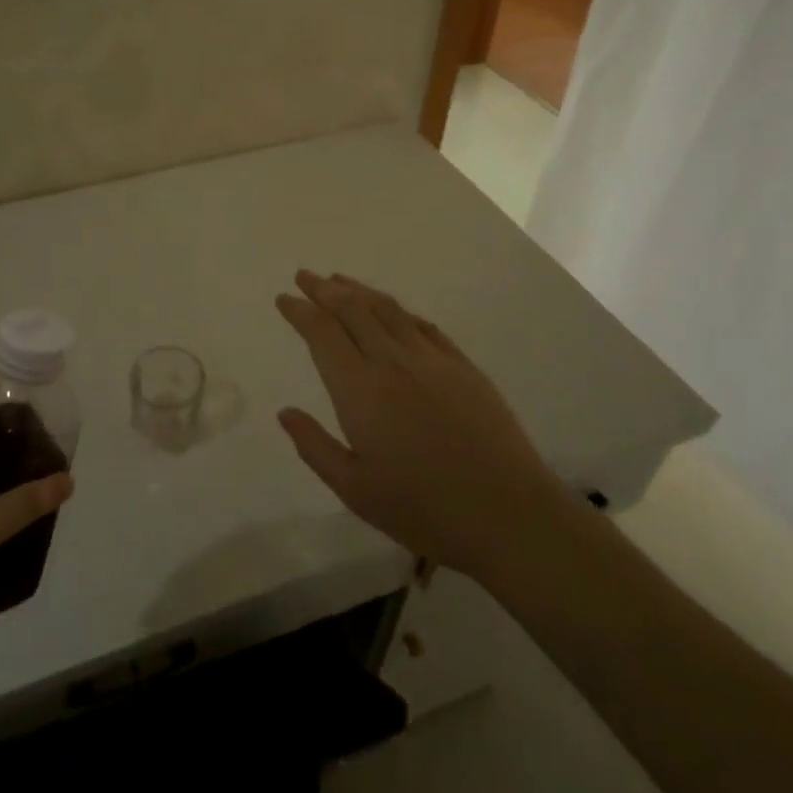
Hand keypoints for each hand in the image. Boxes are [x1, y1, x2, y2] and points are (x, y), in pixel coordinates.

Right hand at [274, 271, 569, 582]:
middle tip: (305, 276)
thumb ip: (315, 447)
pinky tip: (391, 311)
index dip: (300, 312)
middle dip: (324, 289)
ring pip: (388, 310)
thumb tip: (285, 412)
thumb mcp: (355, 490)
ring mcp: (433, 361)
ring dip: (359, 291)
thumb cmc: (424, 510)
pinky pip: (423, 326)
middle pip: (353, 310)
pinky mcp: (464, 367)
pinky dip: (399, 311)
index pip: (323, 334)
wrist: (509, 516)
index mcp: (361, 391)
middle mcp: (393, 363)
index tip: (283, 299)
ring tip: (339, 281)